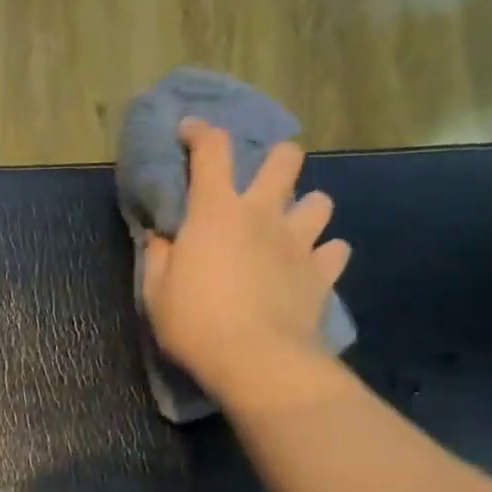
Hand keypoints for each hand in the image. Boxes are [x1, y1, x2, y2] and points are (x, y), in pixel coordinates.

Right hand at [142, 119, 351, 408]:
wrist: (255, 359)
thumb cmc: (195, 324)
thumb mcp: (156, 294)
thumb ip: (159, 257)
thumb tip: (162, 237)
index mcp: (216, 212)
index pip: (211, 150)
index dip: (200, 132)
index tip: (189, 131)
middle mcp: (263, 214)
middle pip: (285, 158)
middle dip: (274, 161)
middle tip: (259, 186)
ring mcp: (299, 241)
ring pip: (320, 201)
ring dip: (304, 210)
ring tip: (289, 230)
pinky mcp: (322, 273)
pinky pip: (335, 251)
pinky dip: (323, 256)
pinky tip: (309, 269)